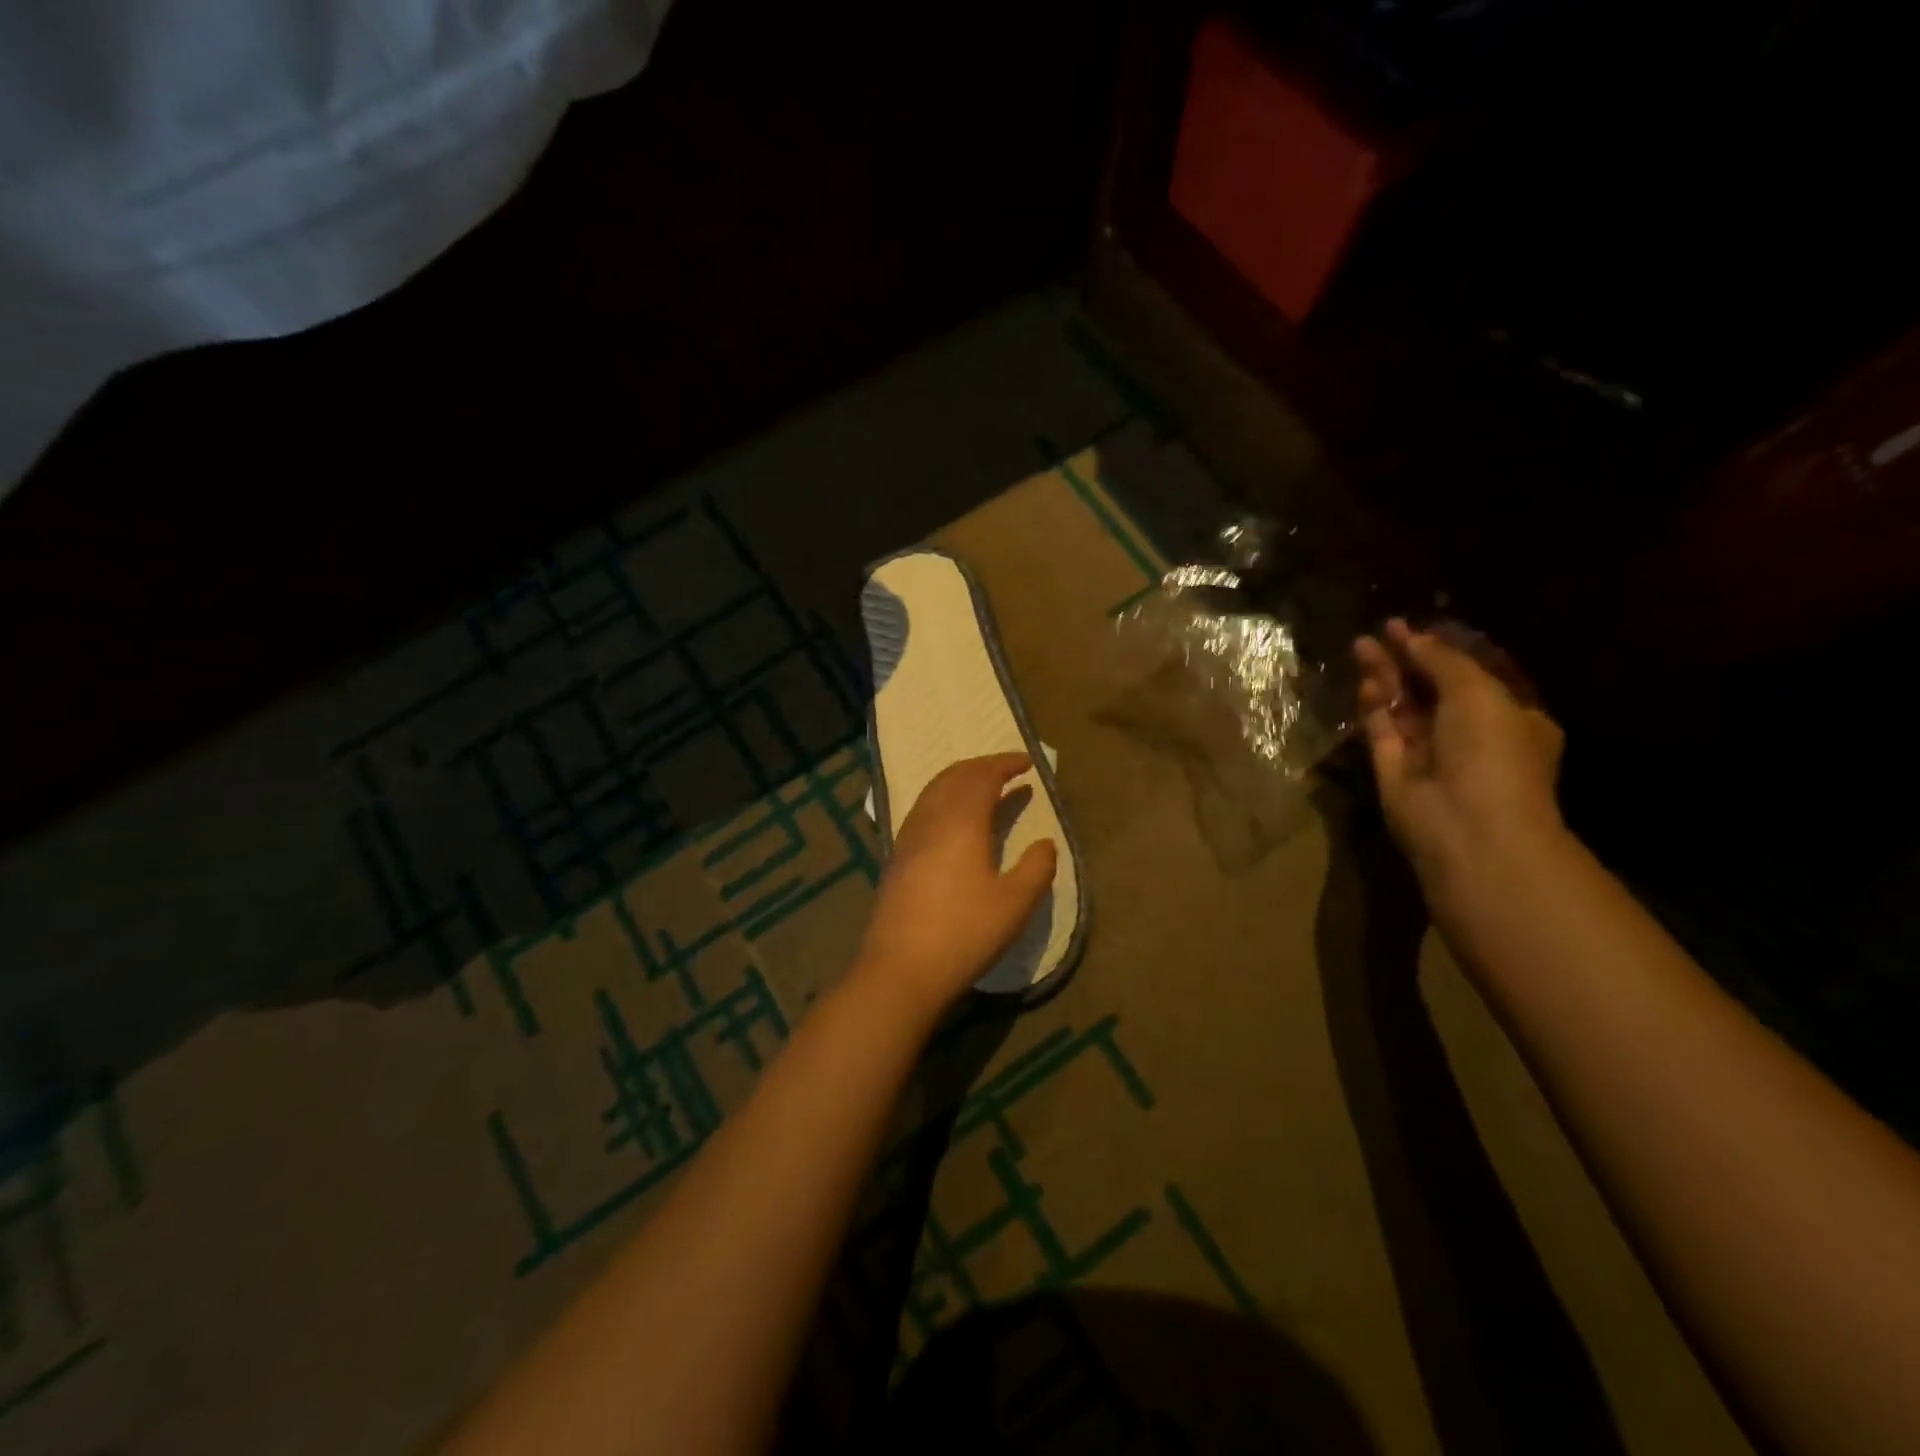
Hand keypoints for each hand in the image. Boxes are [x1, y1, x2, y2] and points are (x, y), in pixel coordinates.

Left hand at [855, 753, 1058, 1017]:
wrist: (901, 969)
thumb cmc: (965, 933)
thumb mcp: (1016, 904)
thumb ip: (1037, 868)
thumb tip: (1045, 843)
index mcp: (961, 822)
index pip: (983, 777)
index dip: (1005, 764)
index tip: (1028, 762)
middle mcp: (931, 820)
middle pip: (954, 777)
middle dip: (982, 766)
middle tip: (1007, 769)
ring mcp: (908, 838)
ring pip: (933, 791)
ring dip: (959, 780)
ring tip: (982, 788)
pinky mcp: (896, 858)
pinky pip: (922, 810)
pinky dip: (943, 799)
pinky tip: (951, 821)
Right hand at [1354, 620, 1566, 903]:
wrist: (1466, 825)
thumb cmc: (1492, 753)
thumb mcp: (1479, 693)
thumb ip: (1444, 661)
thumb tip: (1414, 637)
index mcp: (1509, 718)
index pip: (1473, 675)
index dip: (1444, 649)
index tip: (1416, 626)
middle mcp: (1468, 734)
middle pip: (1432, 687)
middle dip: (1409, 658)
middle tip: (1382, 630)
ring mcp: (1428, 752)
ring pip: (1403, 706)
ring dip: (1385, 676)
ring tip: (1361, 644)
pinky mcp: (1393, 768)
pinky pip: (1382, 730)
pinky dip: (1374, 706)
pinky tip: (1364, 681)